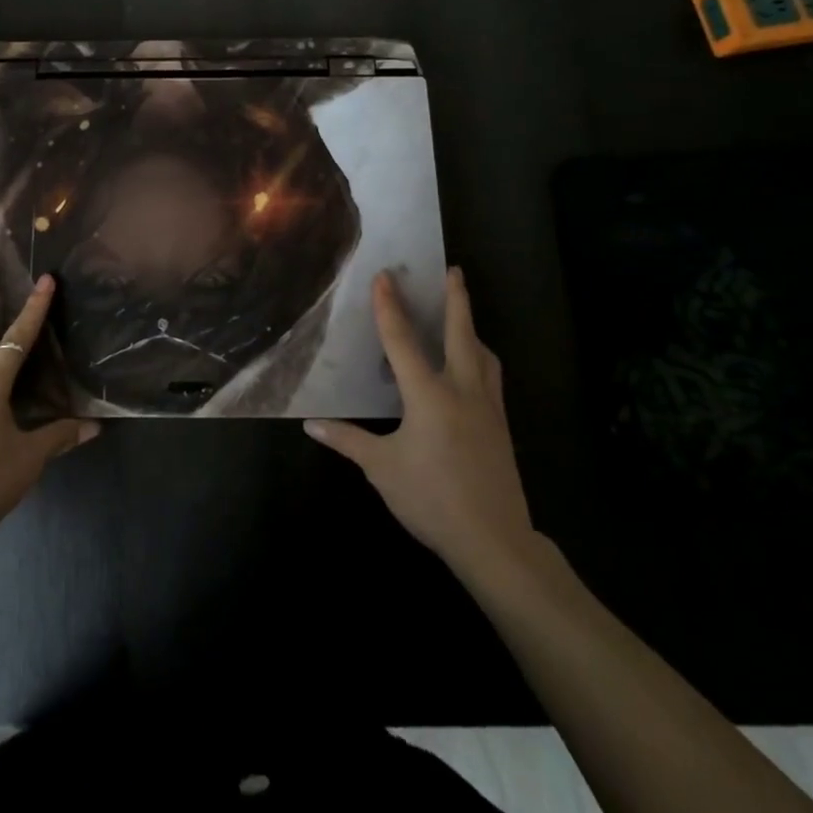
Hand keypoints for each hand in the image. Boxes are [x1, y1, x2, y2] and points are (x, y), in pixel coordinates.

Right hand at [306, 268, 539, 585]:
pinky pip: (491, 378)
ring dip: (471, 329)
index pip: (402, 340)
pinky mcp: (501, 426)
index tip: (385, 276)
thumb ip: (347, 440)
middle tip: (453, 270)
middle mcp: (462, 391)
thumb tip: (311, 423)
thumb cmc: (432, 499)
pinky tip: (473, 369)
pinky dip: (481, 359)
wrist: (495, 541)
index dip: (389, 306)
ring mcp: (488, 408)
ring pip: (483, 355)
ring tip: (462, 316)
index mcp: (429, 395)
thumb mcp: (382, 469)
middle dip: (456, 299)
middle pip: (461, 334)